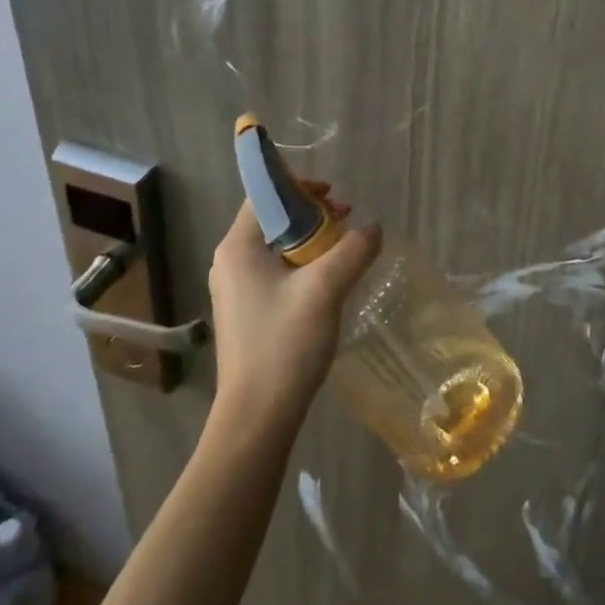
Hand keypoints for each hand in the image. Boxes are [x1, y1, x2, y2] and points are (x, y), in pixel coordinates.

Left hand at [208, 185, 381, 429]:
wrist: (257, 417)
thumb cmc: (284, 345)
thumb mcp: (326, 289)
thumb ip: (353, 250)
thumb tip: (373, 228)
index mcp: (238, 248)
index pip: (265, 195)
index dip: (300, 187)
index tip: (334, 197)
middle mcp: (230, 262)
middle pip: (273, 218)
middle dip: (313, 214)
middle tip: (346, 224)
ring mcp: (236, 289)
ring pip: (278, 247)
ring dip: (312, 241)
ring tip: (343, 253)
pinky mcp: (246, 311)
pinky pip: (276, 271)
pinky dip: (303, 266)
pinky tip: (328, 283)